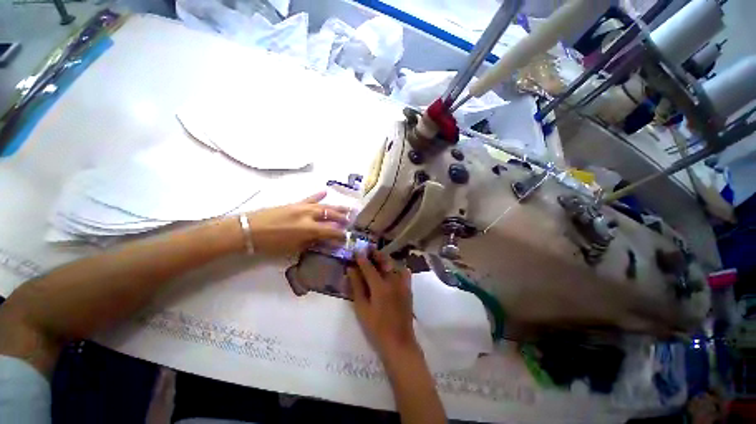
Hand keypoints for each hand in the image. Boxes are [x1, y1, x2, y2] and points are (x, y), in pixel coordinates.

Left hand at [246, 191, 349, 255]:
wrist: (249, 229)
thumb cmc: (271, 243)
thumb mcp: (293, 248)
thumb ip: (311, 242)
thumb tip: (325, 240)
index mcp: (310, 229)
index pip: (332, 230)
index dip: (341, 234)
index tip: (346, 237)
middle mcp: (309, 215)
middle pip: (331, 215)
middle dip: (343, 218)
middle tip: (351, 220)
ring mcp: (302, 207)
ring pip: (325, 206)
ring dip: (337, 207)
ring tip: (348, 208)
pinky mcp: (294, 203)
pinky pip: (309, 198)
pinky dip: (318, 195)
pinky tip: (325, 191)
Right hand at [347, 250, 417, 358]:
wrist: (399, 341)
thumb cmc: (376, 328)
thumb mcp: (362, 308)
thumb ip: (357, 287)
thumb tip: (351, 270)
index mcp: (380, 286)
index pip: (369, 267)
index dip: (362, 258)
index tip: (357, 251)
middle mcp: (393, 281)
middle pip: (384, 261)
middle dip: (375, 254)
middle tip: (368, 250)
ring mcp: (403, 284)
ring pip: (394, 264)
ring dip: (385, 259)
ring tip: (378, 258)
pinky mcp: (408, 288)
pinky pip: (404, 272)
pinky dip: (397, 267)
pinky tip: (392, 269)